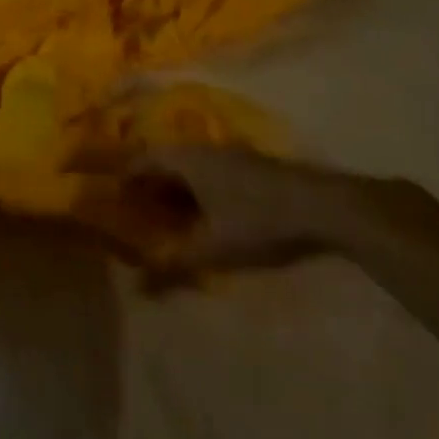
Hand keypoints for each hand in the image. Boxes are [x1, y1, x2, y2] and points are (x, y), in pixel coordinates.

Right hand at [144, 146, 404, 275]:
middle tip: (139, 210)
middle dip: (151, 184)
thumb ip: (174, 266)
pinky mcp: (253, 165)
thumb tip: (138, 288)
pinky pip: (212, 171)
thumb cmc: (258, 220)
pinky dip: (200, 189)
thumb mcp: (212, 248)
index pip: (143, 160)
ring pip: (192, 166)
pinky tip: (208, 213)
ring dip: (177, 187)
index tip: (114, 197)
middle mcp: (205, 150)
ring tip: (170, 216)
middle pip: (166, 160)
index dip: (126, 178)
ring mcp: (232, 154)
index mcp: (187, 160)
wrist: (324, 205)